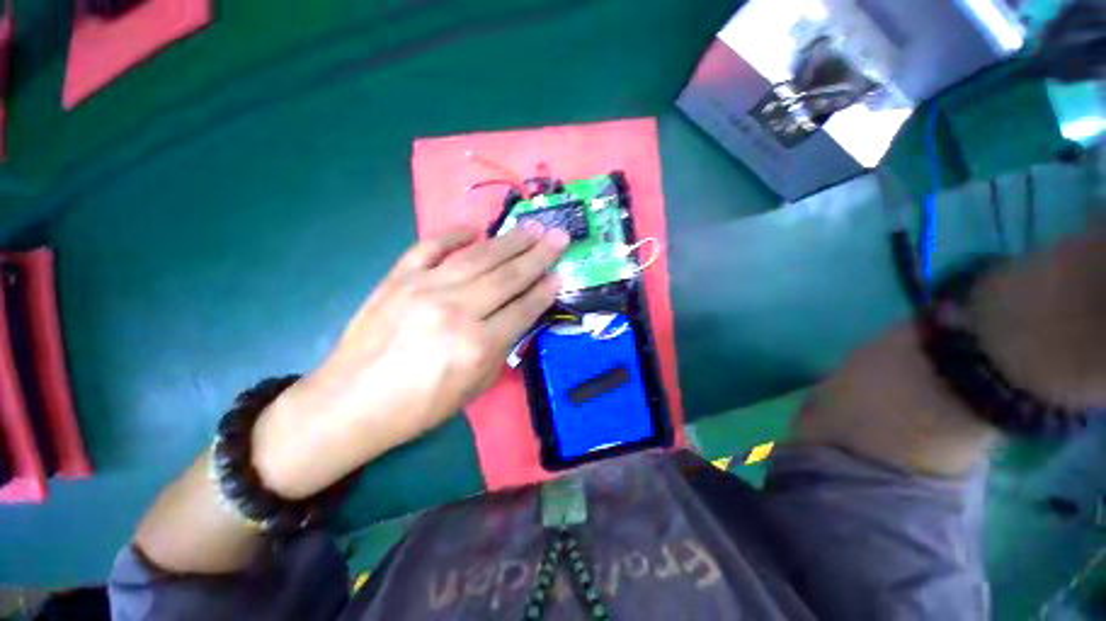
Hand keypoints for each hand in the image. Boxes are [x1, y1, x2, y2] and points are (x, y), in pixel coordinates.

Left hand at [252, 224, 569, 497]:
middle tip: (559, 236)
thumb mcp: (474, 388)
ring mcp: (424, 288)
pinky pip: (430, 248)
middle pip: (507, 276)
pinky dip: (453, 235)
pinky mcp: (398, 279)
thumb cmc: (419, 406)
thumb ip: (501, 348)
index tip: (560, 274)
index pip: (522, 308)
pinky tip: (475, 228)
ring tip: (532, 227)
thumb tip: (520, 315)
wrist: (351, 403)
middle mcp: (455, 310)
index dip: (544, 290)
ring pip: (478, 257)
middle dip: (538, 255)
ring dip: (509, 241)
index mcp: (476, 344)